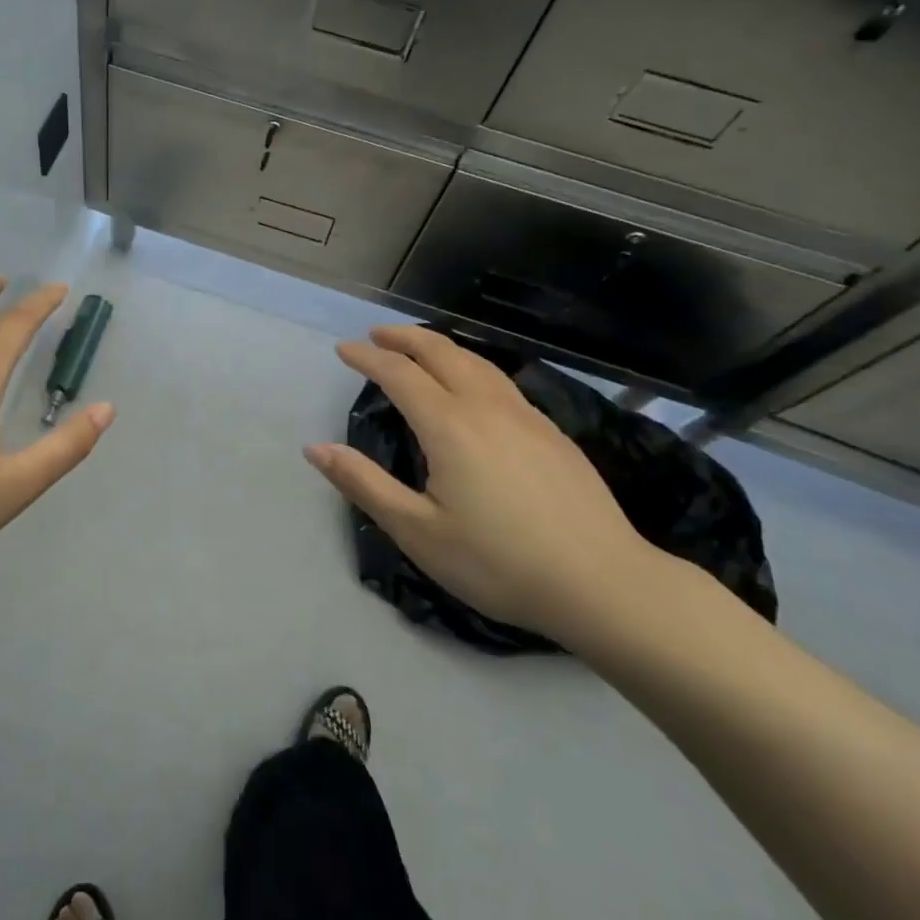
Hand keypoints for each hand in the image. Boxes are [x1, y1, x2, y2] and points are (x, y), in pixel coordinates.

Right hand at [305, 325, 655, 643]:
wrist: (604, 584)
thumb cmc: (499, 563)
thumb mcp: (418, 531)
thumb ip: (364, 484)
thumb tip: (315, 448)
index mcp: (450, 426)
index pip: (399, 374)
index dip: (368, 358)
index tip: (343, 350)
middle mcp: (487, 407)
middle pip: (441, 352)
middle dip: (404, 338)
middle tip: (376, 335)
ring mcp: (526, 416)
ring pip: (477, 361)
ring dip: (440, 346)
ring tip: (418, 348)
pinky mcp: (553, 433)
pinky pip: (501, 380)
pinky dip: (471, 366)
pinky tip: (472, 387)